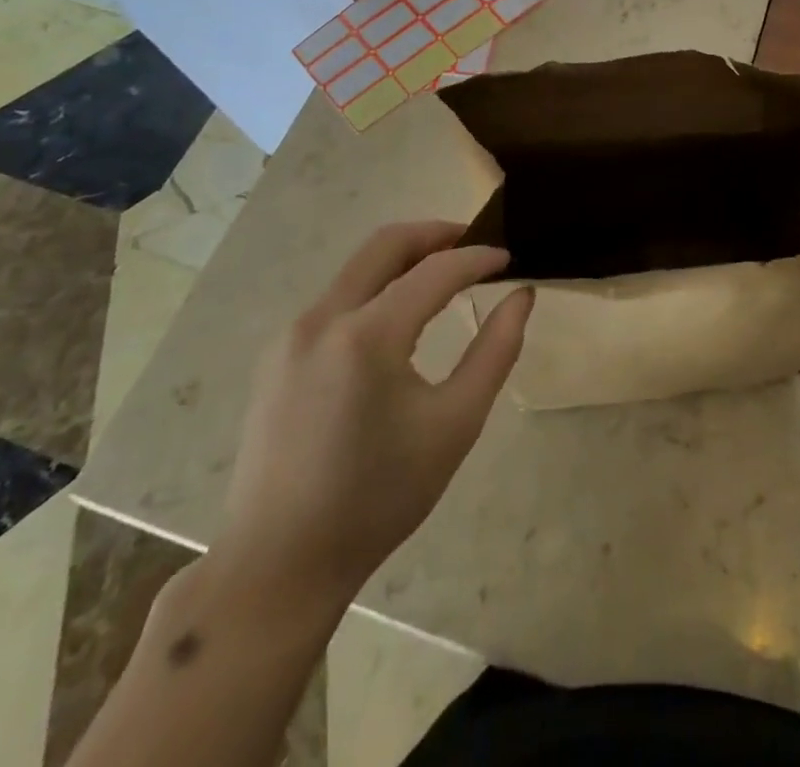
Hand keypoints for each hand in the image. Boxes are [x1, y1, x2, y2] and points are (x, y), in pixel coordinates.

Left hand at [212, 222, 532, 617]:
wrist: (279, 564)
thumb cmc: (379, 497)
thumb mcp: (454, 424)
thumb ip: (496, 350)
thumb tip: (522, 295)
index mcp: (367, 335)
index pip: (435, 270)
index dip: (478, 257)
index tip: (510, 258)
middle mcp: (322, 318)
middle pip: (385, 244)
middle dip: (436, 234)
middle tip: (475, 245)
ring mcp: (291, 334)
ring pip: (357, 268)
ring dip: (404, 260)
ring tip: (445, 277)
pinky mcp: (278, 355)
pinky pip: (337, 298)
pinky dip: (376, 288)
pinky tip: (399, 318)